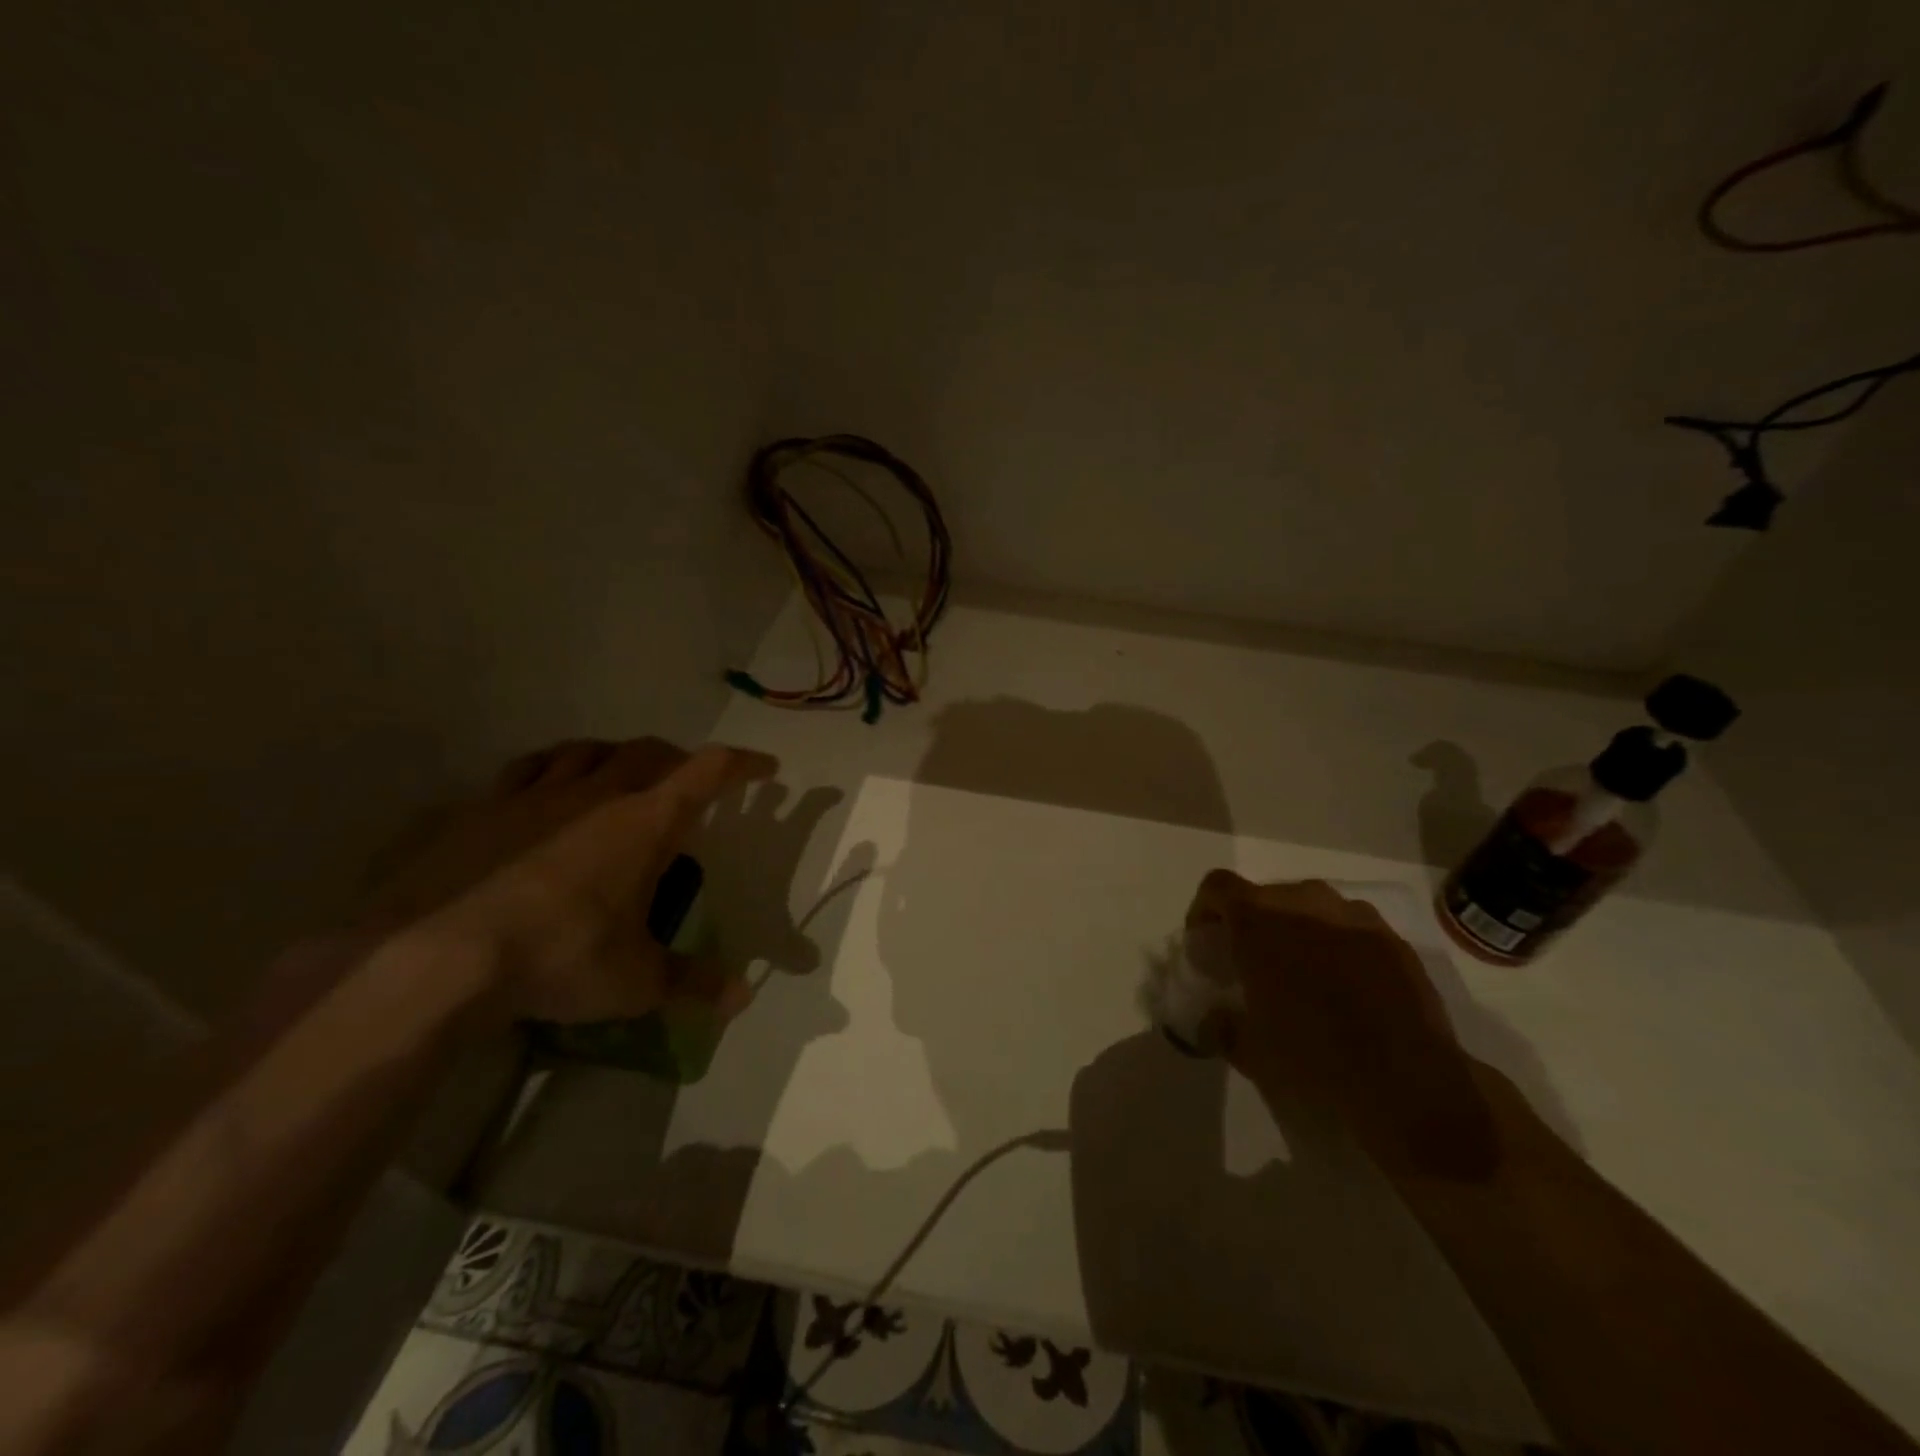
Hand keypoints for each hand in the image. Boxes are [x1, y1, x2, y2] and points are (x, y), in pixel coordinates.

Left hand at [384, 738, 776, 1023]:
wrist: (435, 957)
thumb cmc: (559, 958)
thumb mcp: (636, 981)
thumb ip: (693, 984)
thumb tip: (743, 998)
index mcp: (646, 822)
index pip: (710, 772)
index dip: (743, 765)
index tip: (765, 768)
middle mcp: (596, 794)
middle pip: (648, 752)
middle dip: (677, 759)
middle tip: (688, 782)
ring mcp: (534, 796)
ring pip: (585, 751)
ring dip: (613, 755)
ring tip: (618, 775)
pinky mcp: (479, 810)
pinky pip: (524, 771)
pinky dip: (548, 770)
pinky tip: (542, 790)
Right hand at [1186, 871, 1500, 1177]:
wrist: (1413, 1092)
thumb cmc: (1314, 1064)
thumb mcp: (1249, 1052)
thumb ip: (1222, 1024)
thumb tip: (1215, 1017)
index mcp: (1261, 922)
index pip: (1218, 888)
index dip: (1204, 910)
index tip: (1205, 943)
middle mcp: (1307, 904)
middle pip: (1265, 895)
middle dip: (1252, 923)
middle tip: (1251, 964)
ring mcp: (1357, 919)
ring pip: (1311, 907)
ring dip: (1296, 930)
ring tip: (1300, 975)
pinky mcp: (1395, 942)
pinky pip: (1351, 929)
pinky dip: (1337, 946)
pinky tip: (1344, 990)